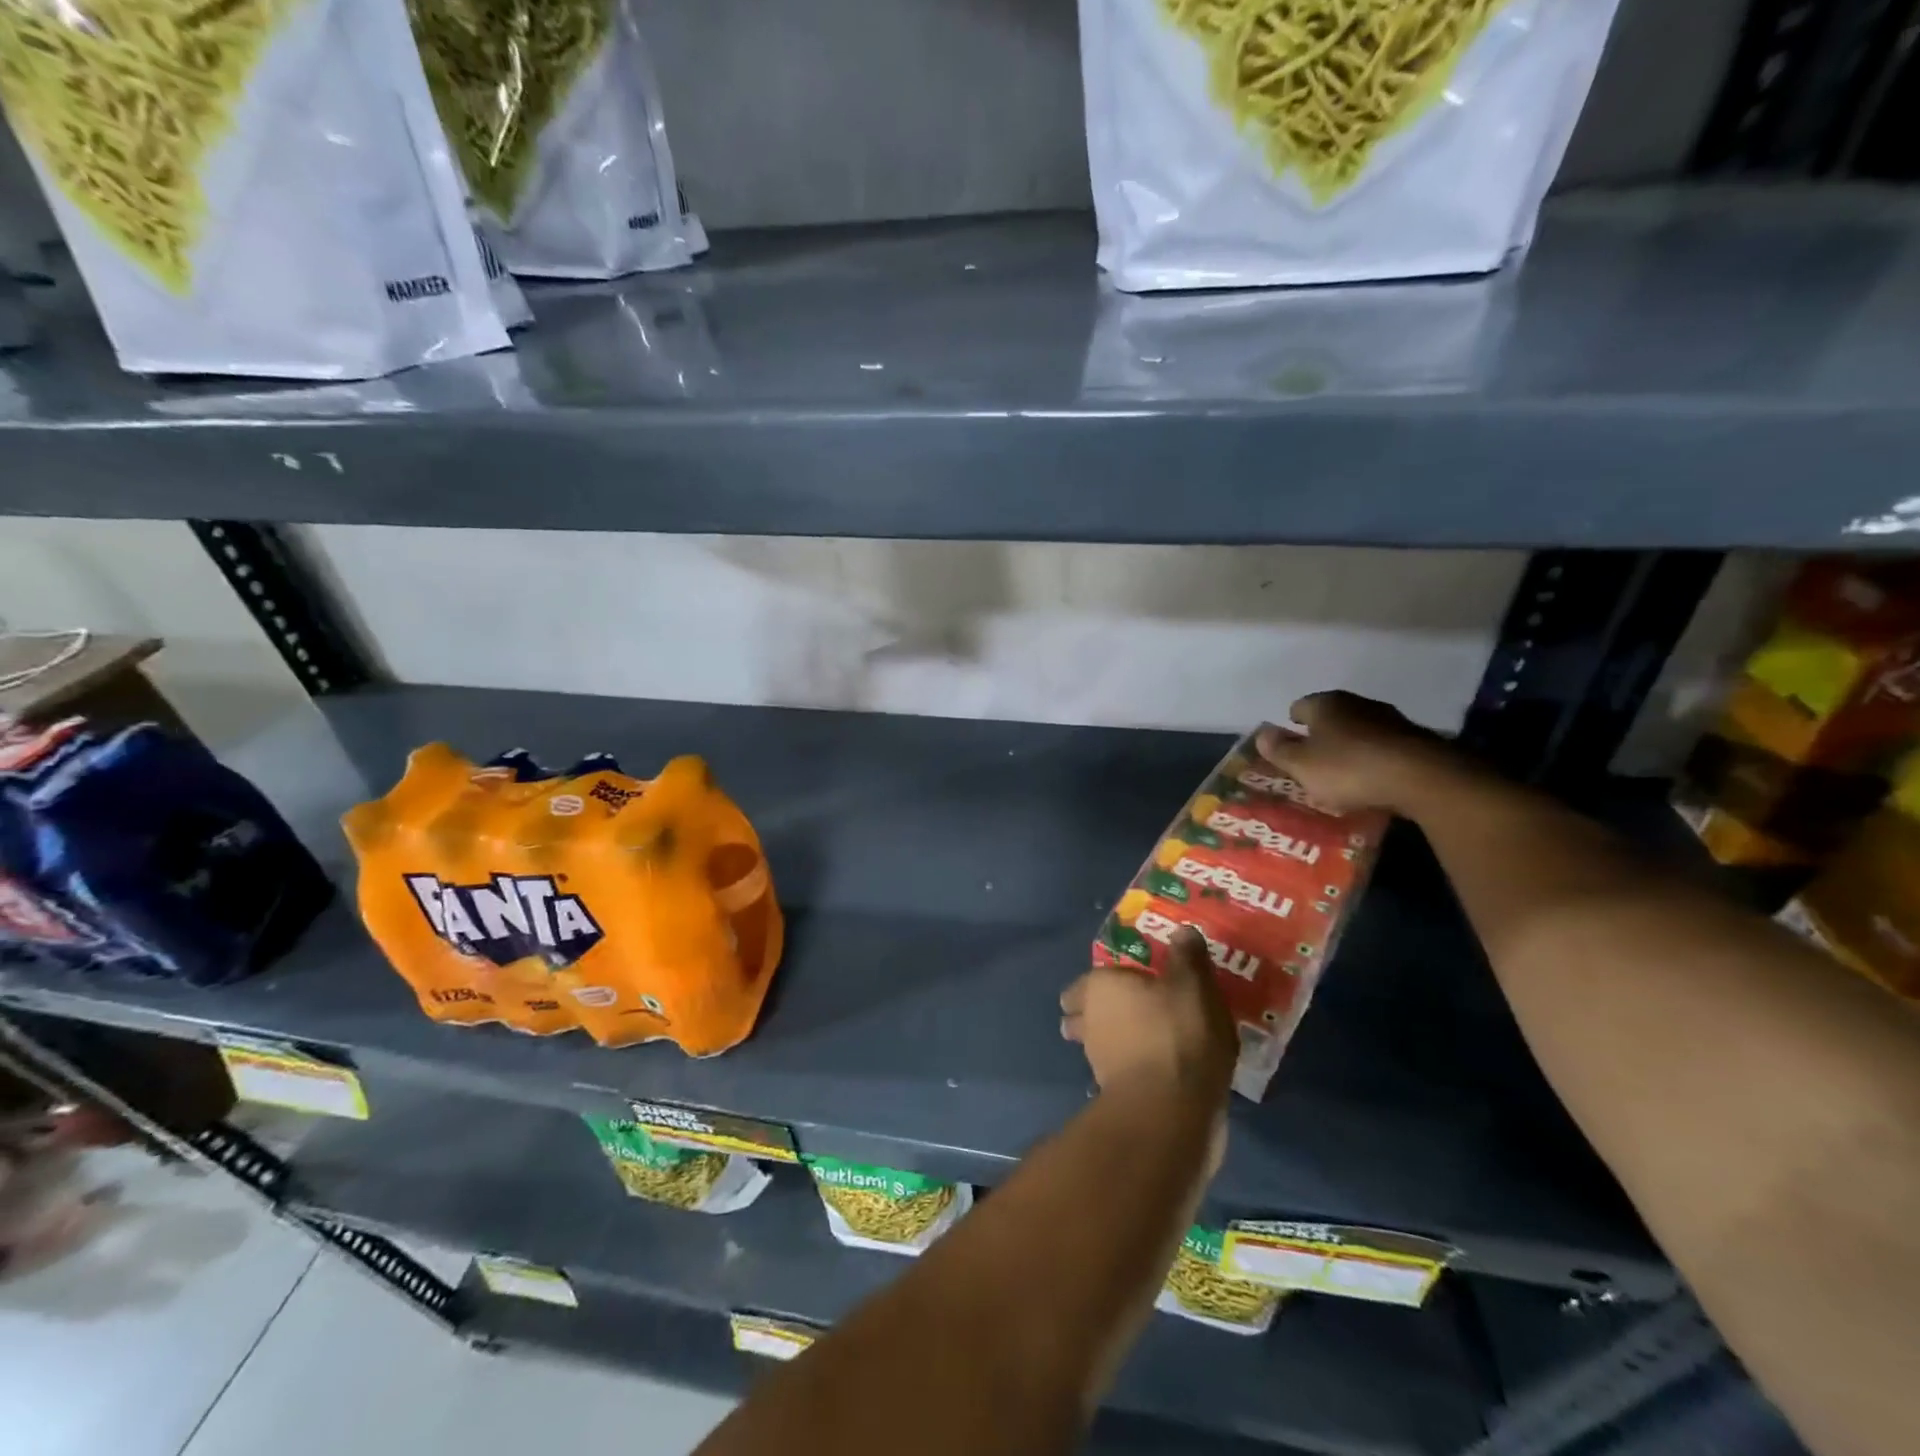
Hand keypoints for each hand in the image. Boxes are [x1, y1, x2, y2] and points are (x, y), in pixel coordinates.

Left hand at [1060, 929, 1236, 1104]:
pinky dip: (1130, 1069)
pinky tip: (1155, 1072)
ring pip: (1097, 1045)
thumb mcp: (1193, 985)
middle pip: (1082, 1014)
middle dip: (1093, 1014)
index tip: (1120, 983)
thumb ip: (1187, 957)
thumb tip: (1182, 931)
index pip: (1086, 981)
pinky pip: (1118, 1072)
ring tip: (1143, 1041)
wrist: (1170, 1107)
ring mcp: (1096, 1060)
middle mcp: (1088, 1020)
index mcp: (1099, 987)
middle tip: (1125, 1012)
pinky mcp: (1113, 1094)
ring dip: (1112, 1043)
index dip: (1101, 982)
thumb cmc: (1177, 1031)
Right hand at [1254, 690, 1456, 815]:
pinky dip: (1374, 758)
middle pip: (1331, 716)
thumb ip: (1279, 750)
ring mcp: (1390, 719)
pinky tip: (1372, 778)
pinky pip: (1384, 747)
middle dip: (1321, 734)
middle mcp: (1356, 703)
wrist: (1421, 777)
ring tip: (1343, 771)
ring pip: (1359, 730)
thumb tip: (1262, 734)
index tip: (1288, 742)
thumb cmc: (1348, 768)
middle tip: (1312, 758)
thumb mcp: (1301, 765)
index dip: (1291, 724)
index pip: (1299, 706)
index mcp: (1325, 704)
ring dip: (1350, 746)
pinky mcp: (1415, 740)